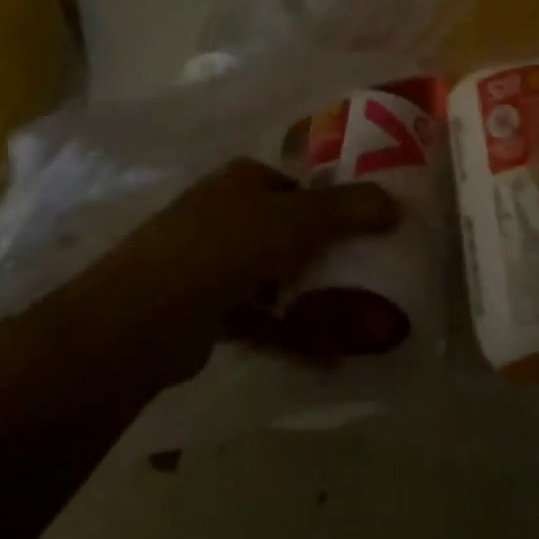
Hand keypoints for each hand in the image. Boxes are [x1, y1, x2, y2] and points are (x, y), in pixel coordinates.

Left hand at [101, 158, 400, 381]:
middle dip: (326, 253)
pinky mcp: (206, 311)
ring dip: (310, 296)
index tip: (370, 228)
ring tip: (357, 316)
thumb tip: (397, 202)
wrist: (142, 318)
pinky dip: (290, 334)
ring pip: (274, 276)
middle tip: (369, 274)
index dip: (333, 203)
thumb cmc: (223, 247)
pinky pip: (259, 318)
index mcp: (242, 180)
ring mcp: (212, 264)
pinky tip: (328, 358)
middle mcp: (226, 214)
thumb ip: (346, 210)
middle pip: (288, 230)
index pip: (298, 185)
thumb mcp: (295, 220)